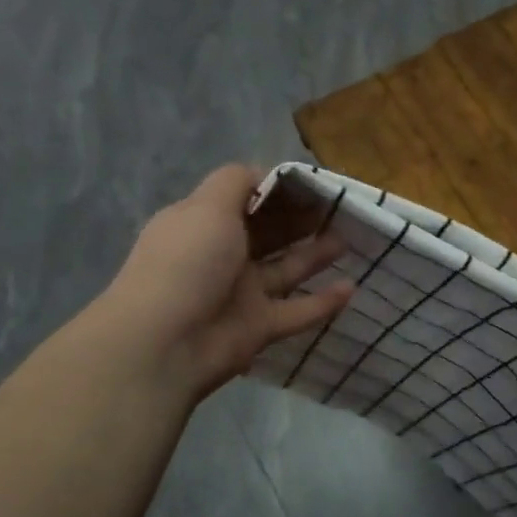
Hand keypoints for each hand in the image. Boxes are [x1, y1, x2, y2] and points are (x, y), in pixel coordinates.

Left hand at [92, 165, 351, 404]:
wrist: (165, 343)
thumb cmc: (187, 263)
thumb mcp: (207, 207)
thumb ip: (236, 182)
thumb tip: (262, 173)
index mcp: (203, 224)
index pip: (244, 200)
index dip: (277, 190)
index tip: (313, 183)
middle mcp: (222, 256)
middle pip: (269, 234)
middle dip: (301, 220)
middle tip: (339, 208)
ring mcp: (241, 294)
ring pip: (286, 270)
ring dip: (315, 254)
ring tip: (349, 239)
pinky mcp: (259, 328)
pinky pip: (298, 311)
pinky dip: (323, 302)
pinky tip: (351, 288)